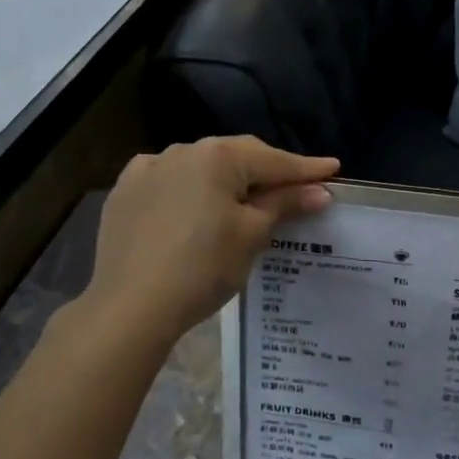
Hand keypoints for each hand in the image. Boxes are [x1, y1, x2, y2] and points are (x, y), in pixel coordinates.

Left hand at [86, 137, 338, 345]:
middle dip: (267, 171)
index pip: (273, 160)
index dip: (306, 169)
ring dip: (228, 178)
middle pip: (236, 157)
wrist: (130, 307)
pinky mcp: (125, 193)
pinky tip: (196, 204)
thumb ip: (285, 204)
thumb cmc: (203, 267)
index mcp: (216, 156)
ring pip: (201, 167)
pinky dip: (191, 189)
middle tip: (297, 186)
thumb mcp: (252, 235)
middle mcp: (181, 151)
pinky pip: (169, 182)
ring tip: (248, 197)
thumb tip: (319, 192)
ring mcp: (147, 170)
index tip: (333, 169)